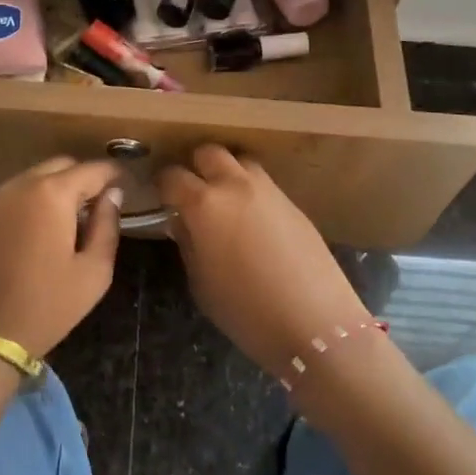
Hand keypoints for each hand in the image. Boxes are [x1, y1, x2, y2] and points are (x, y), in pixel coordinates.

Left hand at [0, 157, 123, 359]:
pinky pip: (14, 196)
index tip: (129, 187)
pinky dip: (32, 202)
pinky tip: (39, 232)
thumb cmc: (45, 306)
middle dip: (84, 179)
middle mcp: (20, 184)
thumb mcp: (93, 272)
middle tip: (99, 207)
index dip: (115, 174)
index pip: (93, 169)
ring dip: (56, 190)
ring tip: (70, 222)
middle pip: (61, 166)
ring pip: (35, 178)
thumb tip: (112, 195)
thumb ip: (107, 226)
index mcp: (52, 193)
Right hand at [157, 145, 369, 377]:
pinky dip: (251, 190)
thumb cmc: (246, 311)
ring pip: (240, 161)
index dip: (163, 184)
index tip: (161, 196)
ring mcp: (268, 189)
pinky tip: (253, 220)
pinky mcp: (293, 201)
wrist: (314, 321)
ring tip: (225, 201)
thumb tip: (183, 222)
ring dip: (228, 173)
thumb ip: (188, 243)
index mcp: (204, 204)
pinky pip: (263, 183)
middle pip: (209, 152)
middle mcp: (235, 185)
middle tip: (193, 191)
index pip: (172, 176)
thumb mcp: (201, 283)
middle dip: (196, 166)